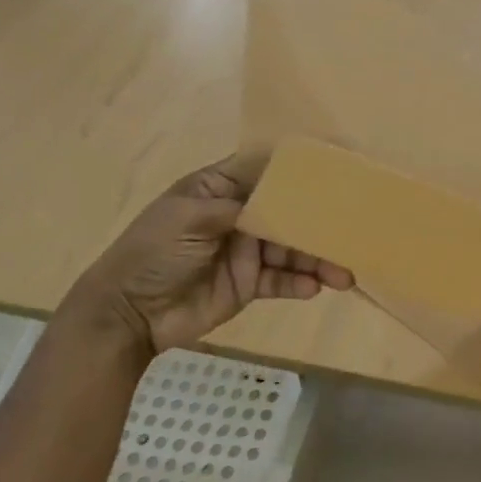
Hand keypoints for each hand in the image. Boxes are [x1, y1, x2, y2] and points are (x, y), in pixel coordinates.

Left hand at [63, 151, 352, 355]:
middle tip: (351, 228)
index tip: (333, 168)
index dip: (294, 169)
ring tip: (344, 273)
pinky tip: (316, 287)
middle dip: (317, 221)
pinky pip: (282, 281)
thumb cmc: (152, 252)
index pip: (263, 171)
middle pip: (287, 213)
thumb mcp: (186, 218)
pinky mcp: (250, 285)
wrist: (129, 313)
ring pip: (292, 250)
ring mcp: (246, 252)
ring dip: (318, 259)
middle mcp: (239, 215)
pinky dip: (300, 283)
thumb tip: (277, 199)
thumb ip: (235, 206)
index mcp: (220, 189)